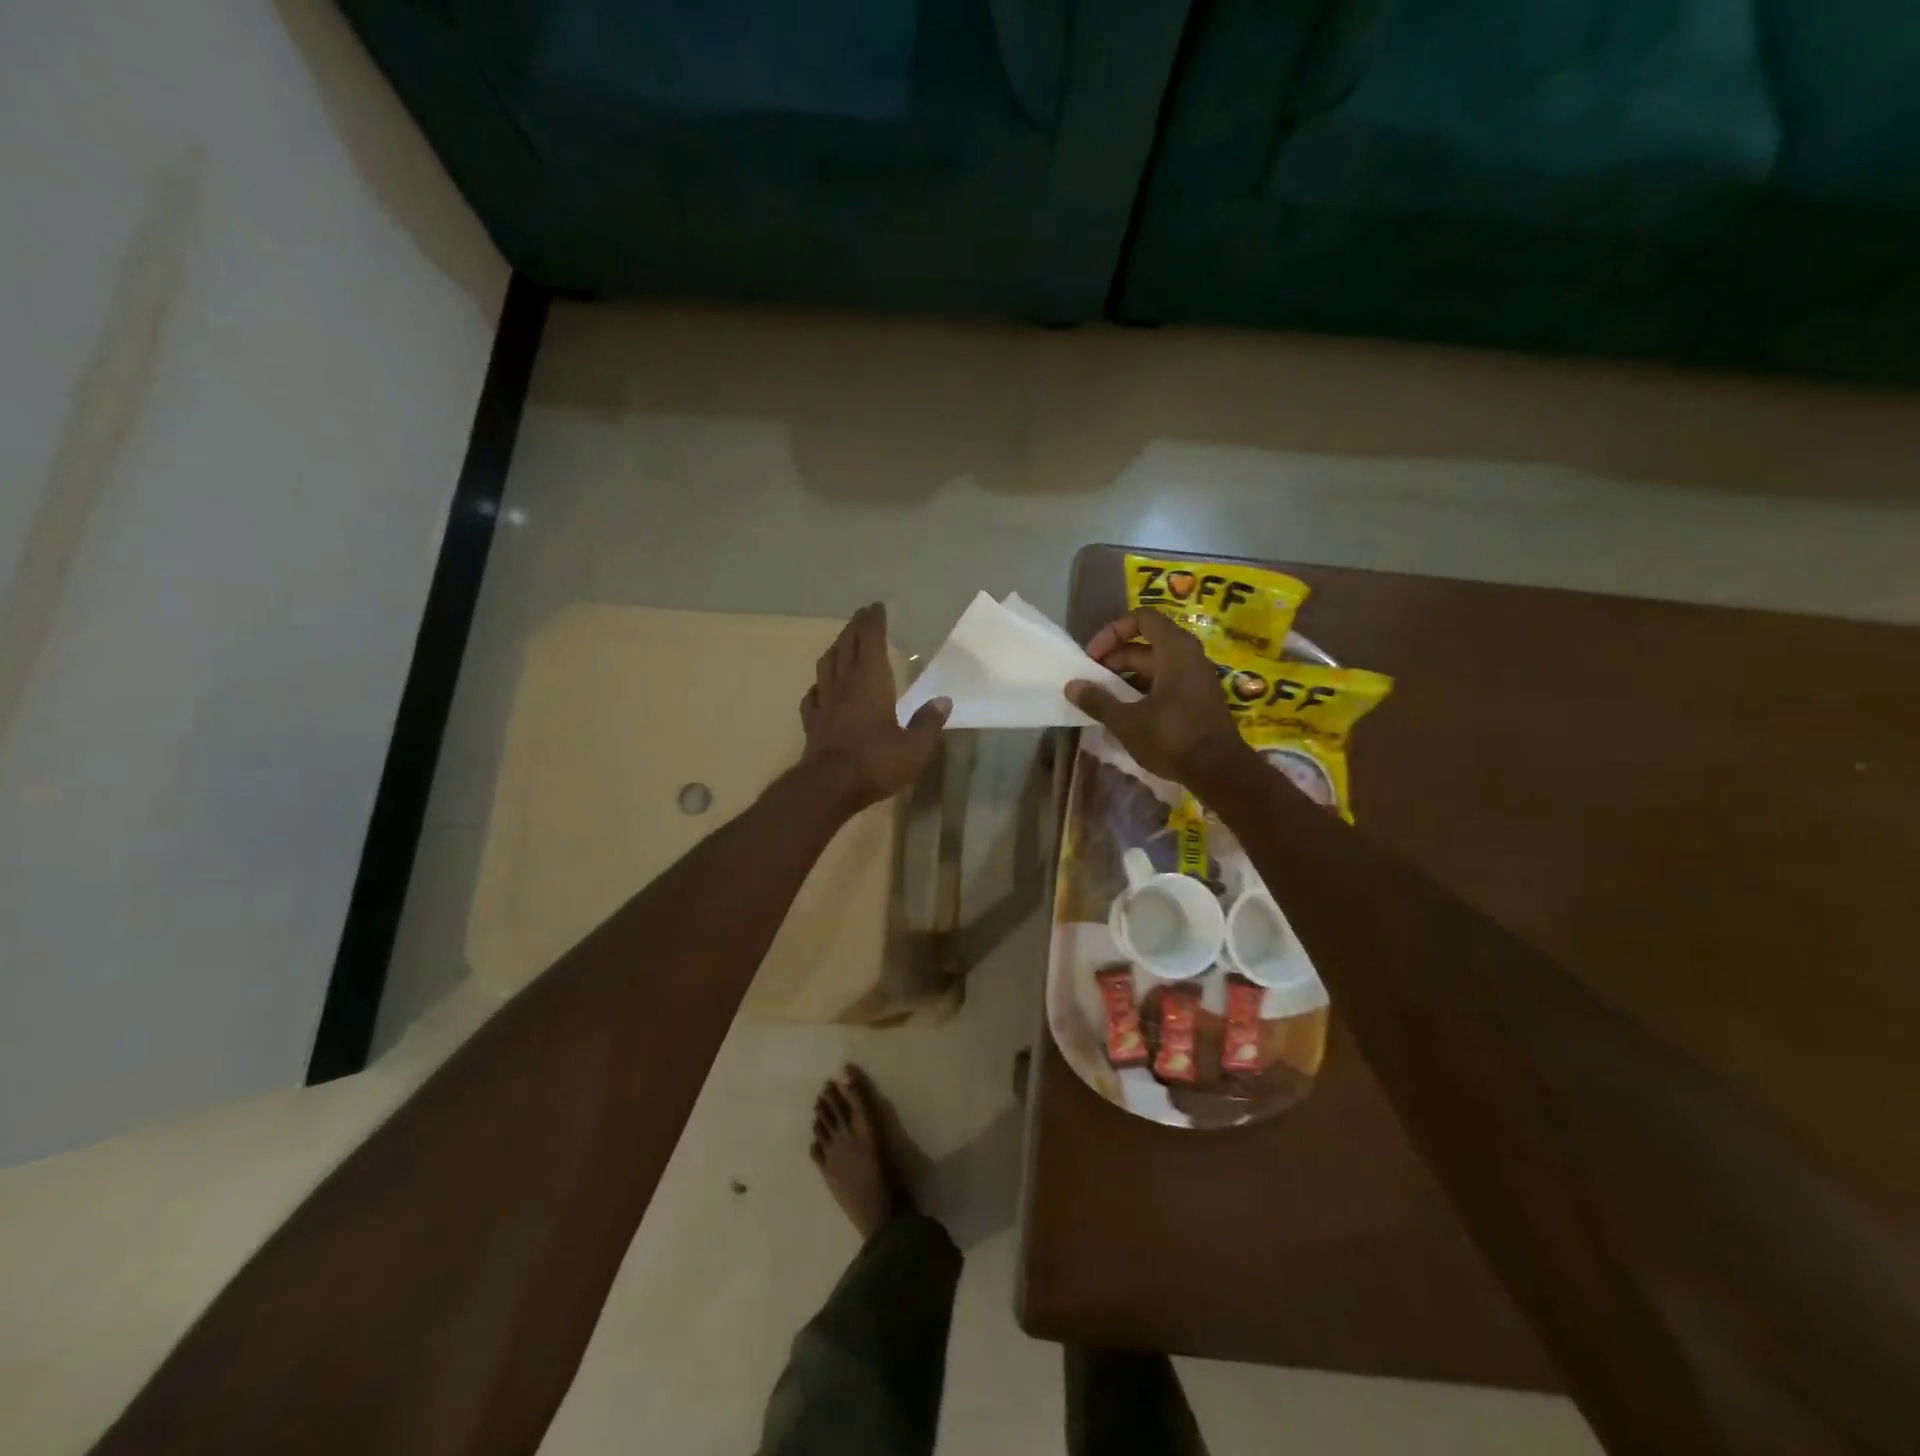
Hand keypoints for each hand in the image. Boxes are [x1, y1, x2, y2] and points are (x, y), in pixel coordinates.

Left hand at [801, 603, 949, 810]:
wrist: (829, 786)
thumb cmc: (876, 762)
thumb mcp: (915, 747)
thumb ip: (928, 722)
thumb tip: (943, 701)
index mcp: (870, 681)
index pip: (870, 641)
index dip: (873, 622)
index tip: (876, 607)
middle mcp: (844, 684)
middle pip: (846, 646)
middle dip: (854, 628)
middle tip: (861, 616)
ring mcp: (824, 703)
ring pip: (827, 665)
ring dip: (835, 649)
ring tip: (841, 643)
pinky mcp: (812, 723)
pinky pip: (813, 696)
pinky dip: (819, 685)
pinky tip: (821, 688)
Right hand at [1066, 610, 1253, 789]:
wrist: (1220, 772)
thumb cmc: (1172, 738)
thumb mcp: (1127, 721)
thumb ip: (1098, 700)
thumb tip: (1072, 686)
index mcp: (1175, 650)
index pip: (1142, 618)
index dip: (1112, 632)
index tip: (1093, 657)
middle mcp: (1189, 657)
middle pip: (1146, 644)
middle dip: (1114, 658)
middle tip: (1091, 682)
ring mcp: (1196, 678)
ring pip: (1154, 665)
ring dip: (1126, 677)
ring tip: (1103, 698)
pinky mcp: (1197, 699)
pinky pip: (1165, 682)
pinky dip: (1142, 689)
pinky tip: (1125, 712)